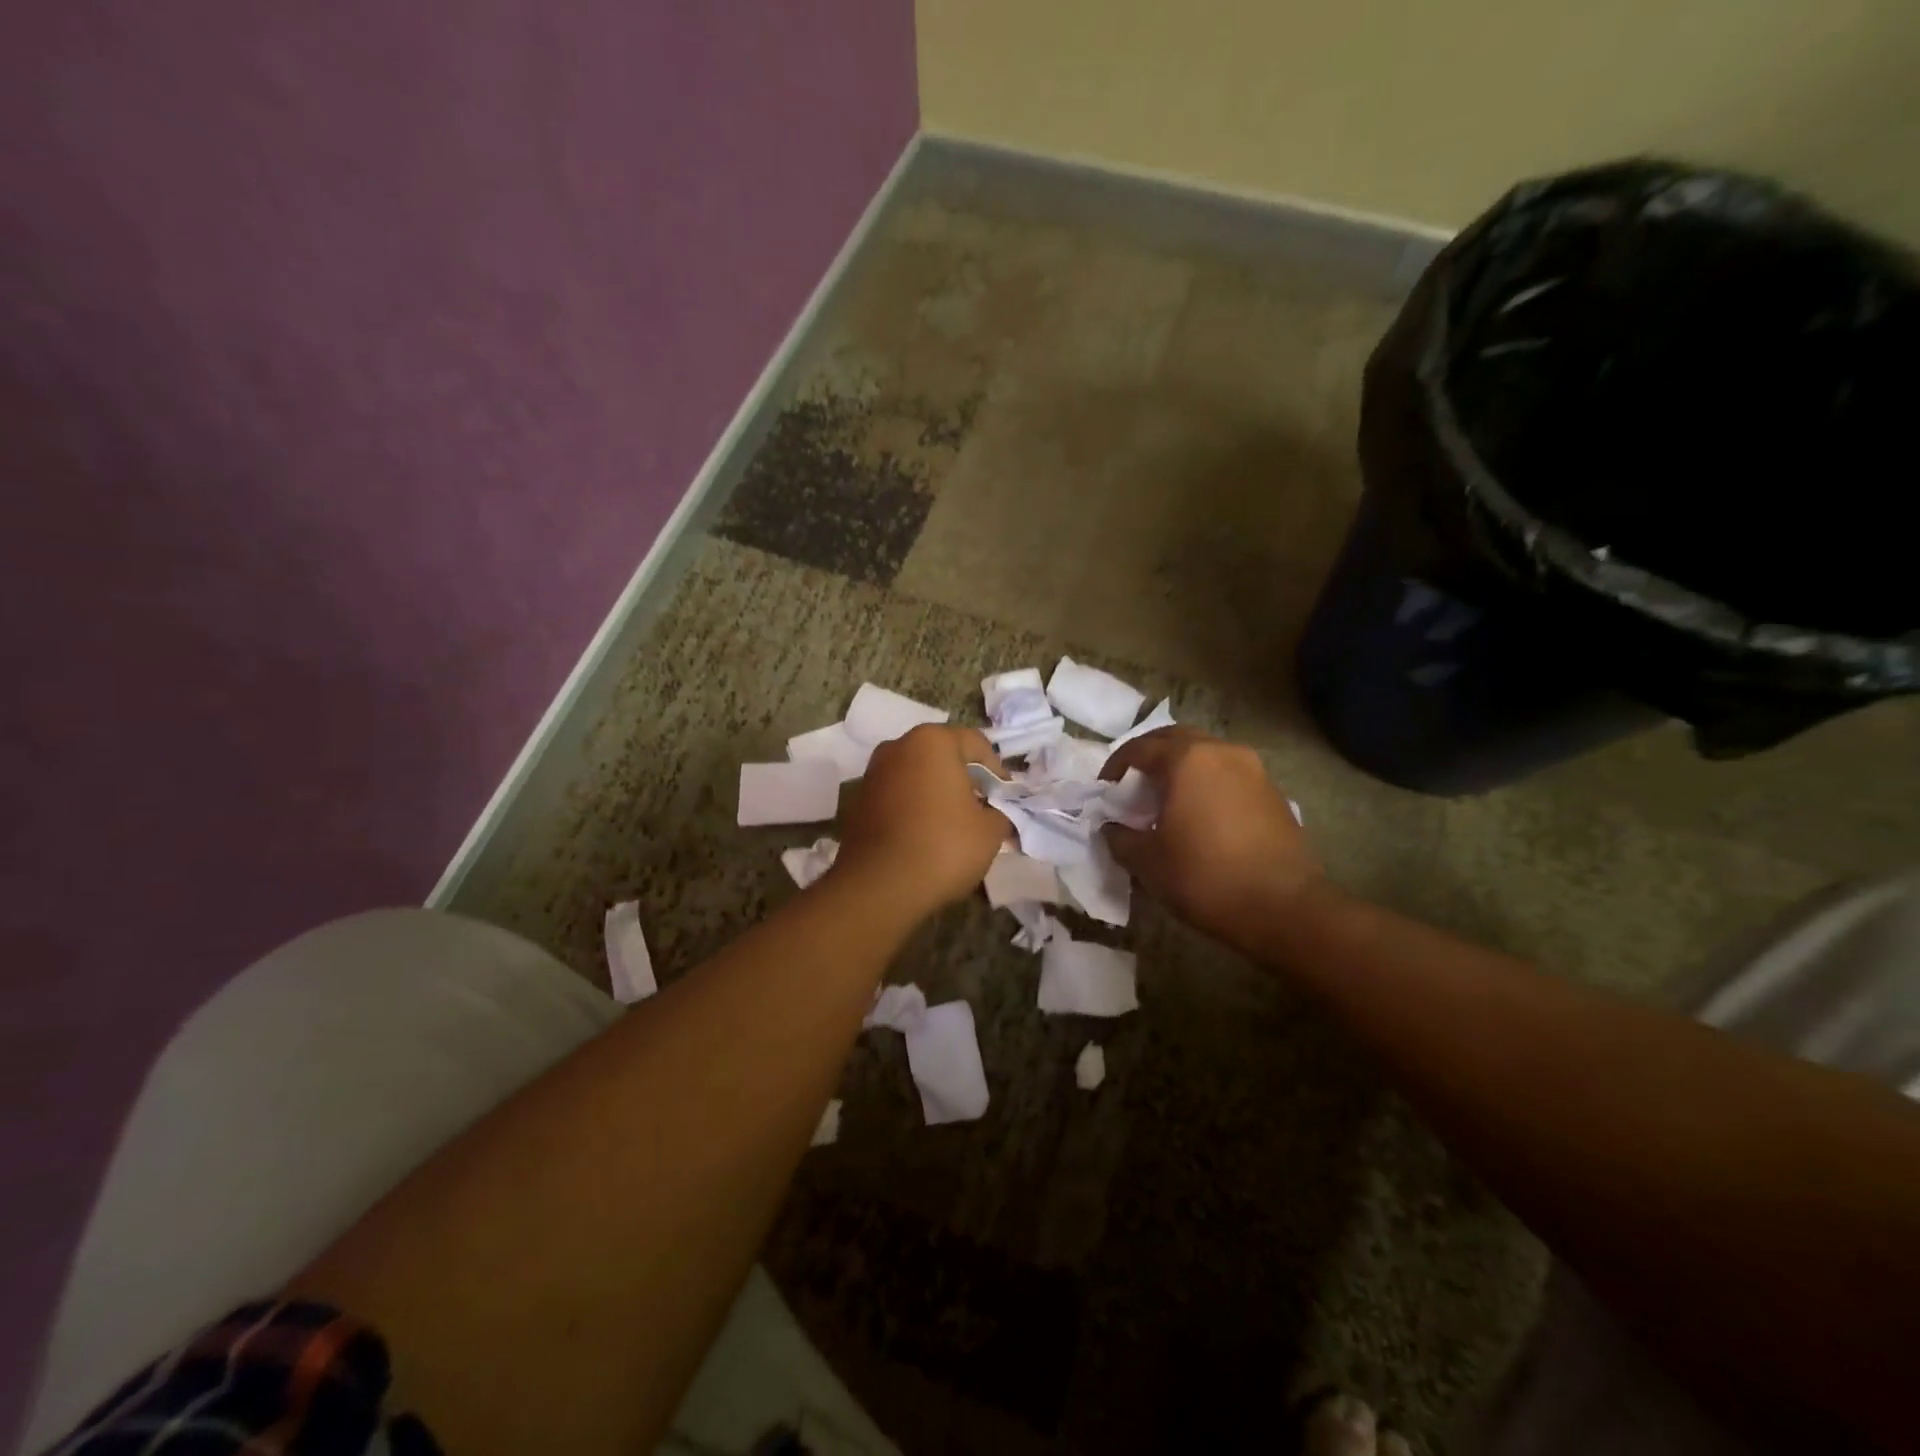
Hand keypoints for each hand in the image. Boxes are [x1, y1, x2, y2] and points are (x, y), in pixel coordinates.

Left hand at [832, 725, 1009, 914]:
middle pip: (943, 756)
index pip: (977, 744)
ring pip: (917, 775)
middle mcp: (898, 747)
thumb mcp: (990, 831)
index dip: (998, 772)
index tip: (1005, 801)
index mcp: (932, 741)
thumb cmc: (943, 847)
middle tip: (982, 810)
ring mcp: (873, 773)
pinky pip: (897, 796)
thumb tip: (996, 813)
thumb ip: (1000, 813)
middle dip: (965, 779)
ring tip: (953, 826)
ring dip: (937, 793)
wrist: (879, 886)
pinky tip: (924, 836)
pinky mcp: (858, 801)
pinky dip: (914, 808)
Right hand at [1101, 728, 1319, 947]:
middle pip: (1176, 740)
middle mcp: (1222, 752)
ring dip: (1181, 769)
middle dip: (1150, 757)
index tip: (1104, 791)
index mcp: (1187, 759)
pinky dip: (1207, 784)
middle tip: (1133, 786)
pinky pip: (1229, 775)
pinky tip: (1200, 817)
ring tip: (1166, 802)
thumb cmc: (1206, 877)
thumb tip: (1112, 828)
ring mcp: (1253, 770)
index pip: (1140, 748)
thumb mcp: (1148, 862)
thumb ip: (1120, 837)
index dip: (1115, 767)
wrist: (1285, 909)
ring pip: (1206, 755)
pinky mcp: (1273, 793)